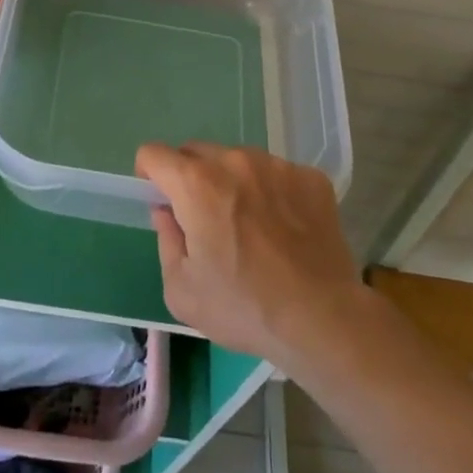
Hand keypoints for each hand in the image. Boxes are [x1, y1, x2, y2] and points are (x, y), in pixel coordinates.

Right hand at [137, 142, 367, 369]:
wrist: (323, 319)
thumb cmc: (244, 308)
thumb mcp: (181, 289)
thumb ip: (165, 240)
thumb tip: (167, 212)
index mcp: (197, 184)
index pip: (154, 154)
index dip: (149, 174)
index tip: (160, 199)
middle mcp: (235, 161)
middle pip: (197, 153)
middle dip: (191, 178)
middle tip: (205, 219)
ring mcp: (277, 166)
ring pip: (238, 161)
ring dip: (233, 182)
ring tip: (250, 225)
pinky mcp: (310, 178)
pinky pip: (277, 174)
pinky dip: (272, 193)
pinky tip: (284, 229)